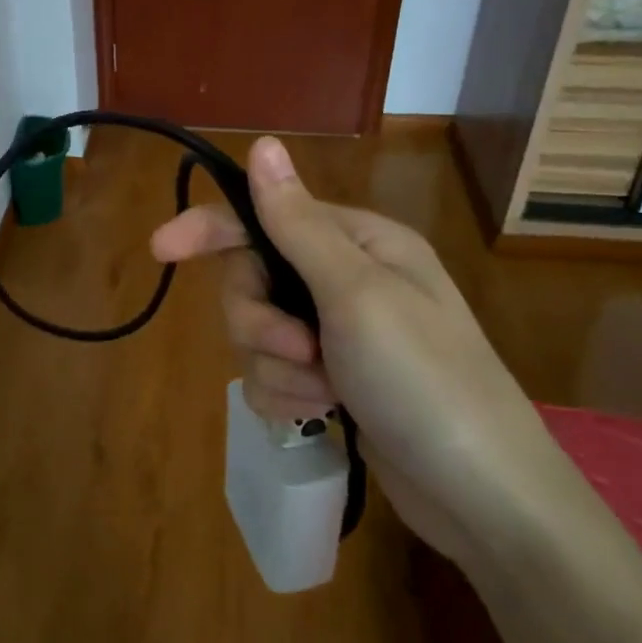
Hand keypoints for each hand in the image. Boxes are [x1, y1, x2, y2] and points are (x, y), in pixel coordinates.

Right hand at [151, 137, 566, 566]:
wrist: (482, 498)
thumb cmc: (424, 380)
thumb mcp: (356, 293)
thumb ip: (297, 223)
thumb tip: (262, 145)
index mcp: (357, 242)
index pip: (263, 217)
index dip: (210, 229)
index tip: (160, 248)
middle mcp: (344, 279)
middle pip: (252, 280)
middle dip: (259, 321)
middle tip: (296, 351)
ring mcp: (337, 333)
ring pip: (257, 333)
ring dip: (279, 367)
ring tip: (325, 393)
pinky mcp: (330, 380)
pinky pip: (272, 374)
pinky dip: (288, 395)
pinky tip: (322, 415)